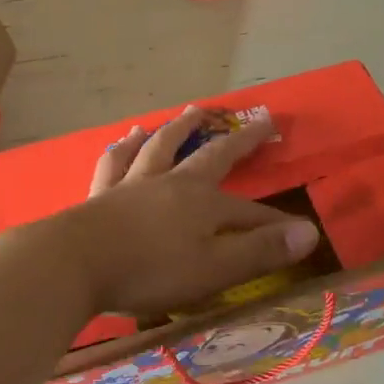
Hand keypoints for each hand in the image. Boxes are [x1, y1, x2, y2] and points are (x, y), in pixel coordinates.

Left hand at [41, 106, 319, 317]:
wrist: (74, 263)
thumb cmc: (150, 271)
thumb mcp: (214, 269)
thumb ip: (259, 251)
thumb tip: (308, 232)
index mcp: (202, 203)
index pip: (249, 212)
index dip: (274, 223)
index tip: (298, 230)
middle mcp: (171, 183)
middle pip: (210, 155)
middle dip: (237, 141)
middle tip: (256, 120)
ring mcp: (133, 184)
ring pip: (161, 146)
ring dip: (179, 128)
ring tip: (190, 112)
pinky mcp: (101, 194)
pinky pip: (116, 162)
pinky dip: (124, 148)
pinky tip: (124, 139)